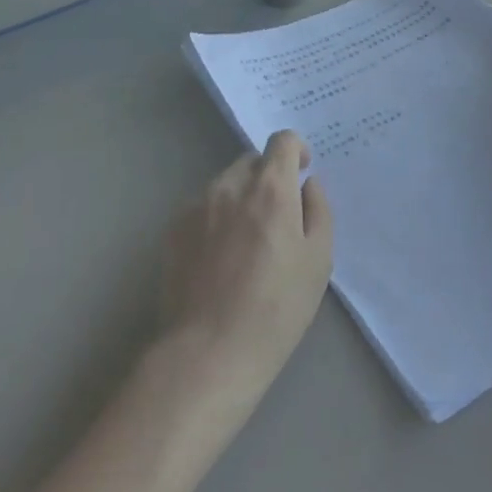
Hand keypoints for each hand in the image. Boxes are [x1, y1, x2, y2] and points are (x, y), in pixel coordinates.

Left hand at [160, 132, 332, 429]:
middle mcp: (230, 185)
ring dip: (241, 198)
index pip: (282, 140)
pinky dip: (216, 219)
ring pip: (225, 185)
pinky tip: (220, 259)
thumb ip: (318, 210)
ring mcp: (197, 205)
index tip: (301, 175)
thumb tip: (308, 184)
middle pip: (252, 161)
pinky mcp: (173, 229)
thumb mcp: (318, 260)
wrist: (209, 351)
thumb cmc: (276, 307)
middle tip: (277, 219)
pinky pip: (202, 208)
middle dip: (268, 178)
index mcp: (270, 188)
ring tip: (246, 244)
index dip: (296, 151)